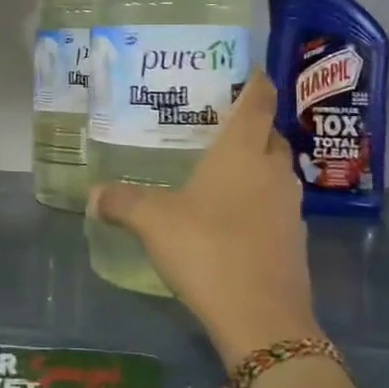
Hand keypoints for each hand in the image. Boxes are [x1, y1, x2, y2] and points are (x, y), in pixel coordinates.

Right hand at [95, 71, 363, 387]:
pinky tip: (231, 217)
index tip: (247, 68)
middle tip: (216, 124)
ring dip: (256, 165)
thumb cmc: (206, 249)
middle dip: (251, 126)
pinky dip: (258, 201)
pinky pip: (276, 205)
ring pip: (275, 172)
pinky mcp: (294, 240)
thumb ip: (122, 201)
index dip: (256, 80)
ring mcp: (289, 207)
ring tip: (220, 170)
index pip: (258, 100)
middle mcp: (272, 170)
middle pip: (270, 135)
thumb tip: (93, 194)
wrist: (262, 319)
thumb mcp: (153, 220)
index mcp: (242, 152)